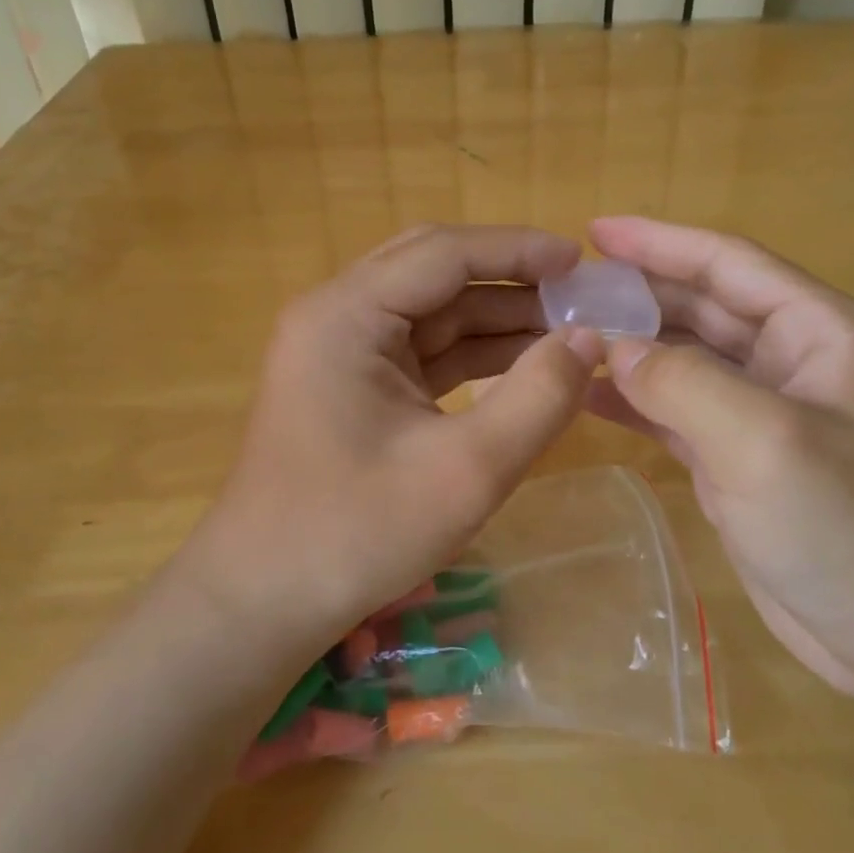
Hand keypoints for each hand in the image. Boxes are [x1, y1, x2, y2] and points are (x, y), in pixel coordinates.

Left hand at [179, 224, 602, 660]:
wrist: (265, 602)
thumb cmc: (357, 533)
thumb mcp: (466, 470)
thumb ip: (538, 397)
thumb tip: (589, 339)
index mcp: (347, 314)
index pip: (444, 253)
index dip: (518, 250)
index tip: (581, 262)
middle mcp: (338, 315)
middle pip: (435, 271)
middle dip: (511, 280)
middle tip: (579, 295)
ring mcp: (342, 349)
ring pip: (432, 310)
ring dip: (497, 318)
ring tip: (568, 331)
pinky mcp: (353, 383)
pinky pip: (422, 349)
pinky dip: (473, 354)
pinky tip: (525, 365)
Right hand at [583, 216, 853, 703]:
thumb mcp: (765, 441)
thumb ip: (681, 382)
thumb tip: (614, 347)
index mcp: (817, 331)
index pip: (728, 263)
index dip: (659, 241)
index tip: (592, 230)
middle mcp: (791, 361)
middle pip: (701, 307)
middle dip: (636, 294)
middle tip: (564, 291)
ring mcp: (765, 414)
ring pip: (684, 360)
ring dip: (630, 347)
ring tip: (563, 338)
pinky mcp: (740, 462)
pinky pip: (677, 412)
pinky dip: (635, 402)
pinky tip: (587, 396)